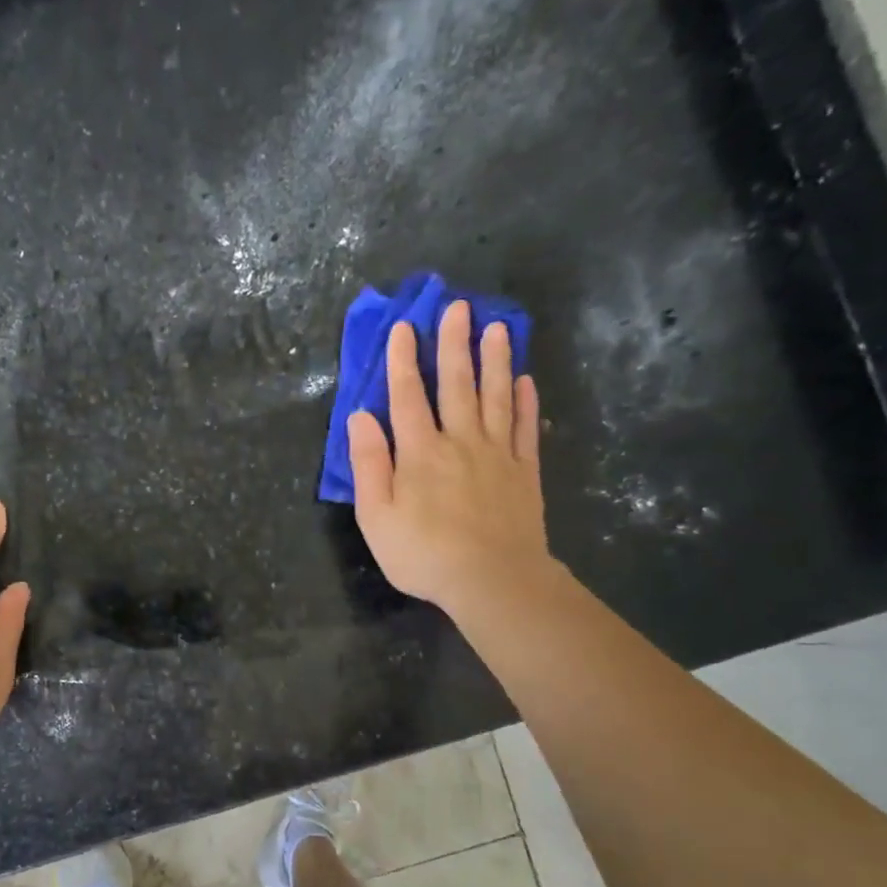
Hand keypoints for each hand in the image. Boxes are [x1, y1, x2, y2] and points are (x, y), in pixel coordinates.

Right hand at [346, 301, 552, 620]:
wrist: (492, 579)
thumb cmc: (423, 553)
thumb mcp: (377, 516)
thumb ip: (368, 464)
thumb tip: (360, 417)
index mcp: (419, 452)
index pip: (407, 397)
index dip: (403, 361)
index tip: (404, 327)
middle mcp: (459, 441)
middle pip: (456, 384)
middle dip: (454, 344)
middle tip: (459, 307)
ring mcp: (497, 454)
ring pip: (495, 396)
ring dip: (495, 360)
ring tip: (497, 327)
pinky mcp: (524, 471)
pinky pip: (524, 427)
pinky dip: (525, 401)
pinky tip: (526, 380)